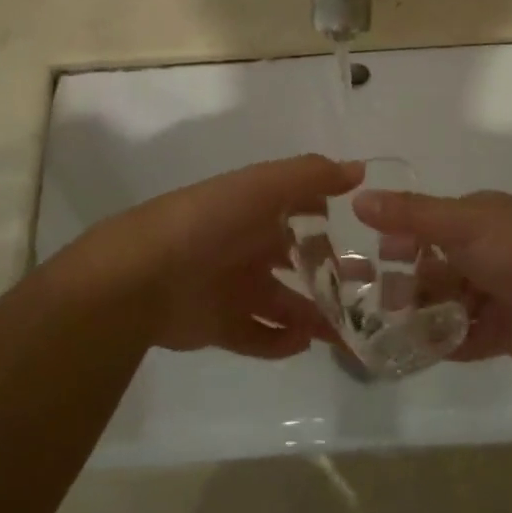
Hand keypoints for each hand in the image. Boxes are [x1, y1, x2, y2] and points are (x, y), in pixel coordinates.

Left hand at [68, 155, 360, 358]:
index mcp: (254, 210)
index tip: (368, 230)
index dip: (331, 217)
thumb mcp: (262, 186)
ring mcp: (233, 287)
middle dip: (331, 273)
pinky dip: (282, 342)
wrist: (142, 277)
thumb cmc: (209, 223)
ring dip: (315, 315)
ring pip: (284, 303)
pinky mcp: (220, 326)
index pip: (301, 209)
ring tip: (348, 329)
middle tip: (370, 289)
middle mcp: (246, 246)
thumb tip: (360, 169)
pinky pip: (259, 336)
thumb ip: (311, 175)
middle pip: (297, 260)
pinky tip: (306, 343)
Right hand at [352, 190, 511, 369]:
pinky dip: (442, 343)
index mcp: (476, 220)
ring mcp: (494, 294)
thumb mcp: (463, 223)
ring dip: (419, 315)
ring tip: (390, 330)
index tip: (369, 257)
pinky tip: (417, 351)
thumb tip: (358, 198)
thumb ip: (410, 214)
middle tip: (374, 302)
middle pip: (432, 267)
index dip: (397, 239)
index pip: (426, 225)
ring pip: (444, 304)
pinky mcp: (503, 332)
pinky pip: (463, 337)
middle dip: (404, 283)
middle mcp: (483, 253)